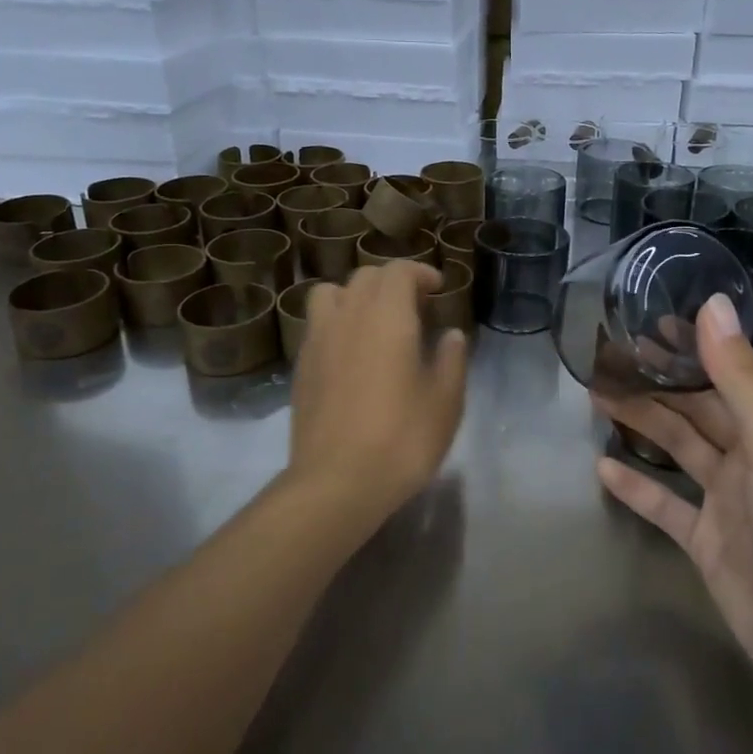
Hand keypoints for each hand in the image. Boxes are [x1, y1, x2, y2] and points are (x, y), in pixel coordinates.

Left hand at [289, 261, 468, 531]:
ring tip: (374, 321)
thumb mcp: (445, 401)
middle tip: (415, 307)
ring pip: (331, 293)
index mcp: (387, 316)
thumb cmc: (402, 438)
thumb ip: (451, 359)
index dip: (420, 273)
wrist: (337, 482)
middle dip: (392, 281)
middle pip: (365, 276)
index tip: (438, 289)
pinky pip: (317, 324)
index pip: (398, 271)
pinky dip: (336, 322)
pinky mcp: (301, 366)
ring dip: (355, 295)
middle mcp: (348, 316)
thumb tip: (451, 335)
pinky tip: (351, 354)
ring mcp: (318, 340)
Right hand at [595, 295, 752, 704]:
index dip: (689, 348)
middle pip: (698, 408)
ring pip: (680, 449)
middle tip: (604, 358)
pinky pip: (667, 505)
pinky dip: (638, 486)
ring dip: (642, 424)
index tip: (642, 323)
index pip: (731, 371)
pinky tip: (602, 468)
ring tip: (595, 397)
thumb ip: (737, 375)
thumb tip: (712, 302)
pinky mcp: (710, 542)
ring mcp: (732, 500)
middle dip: (656, 383)